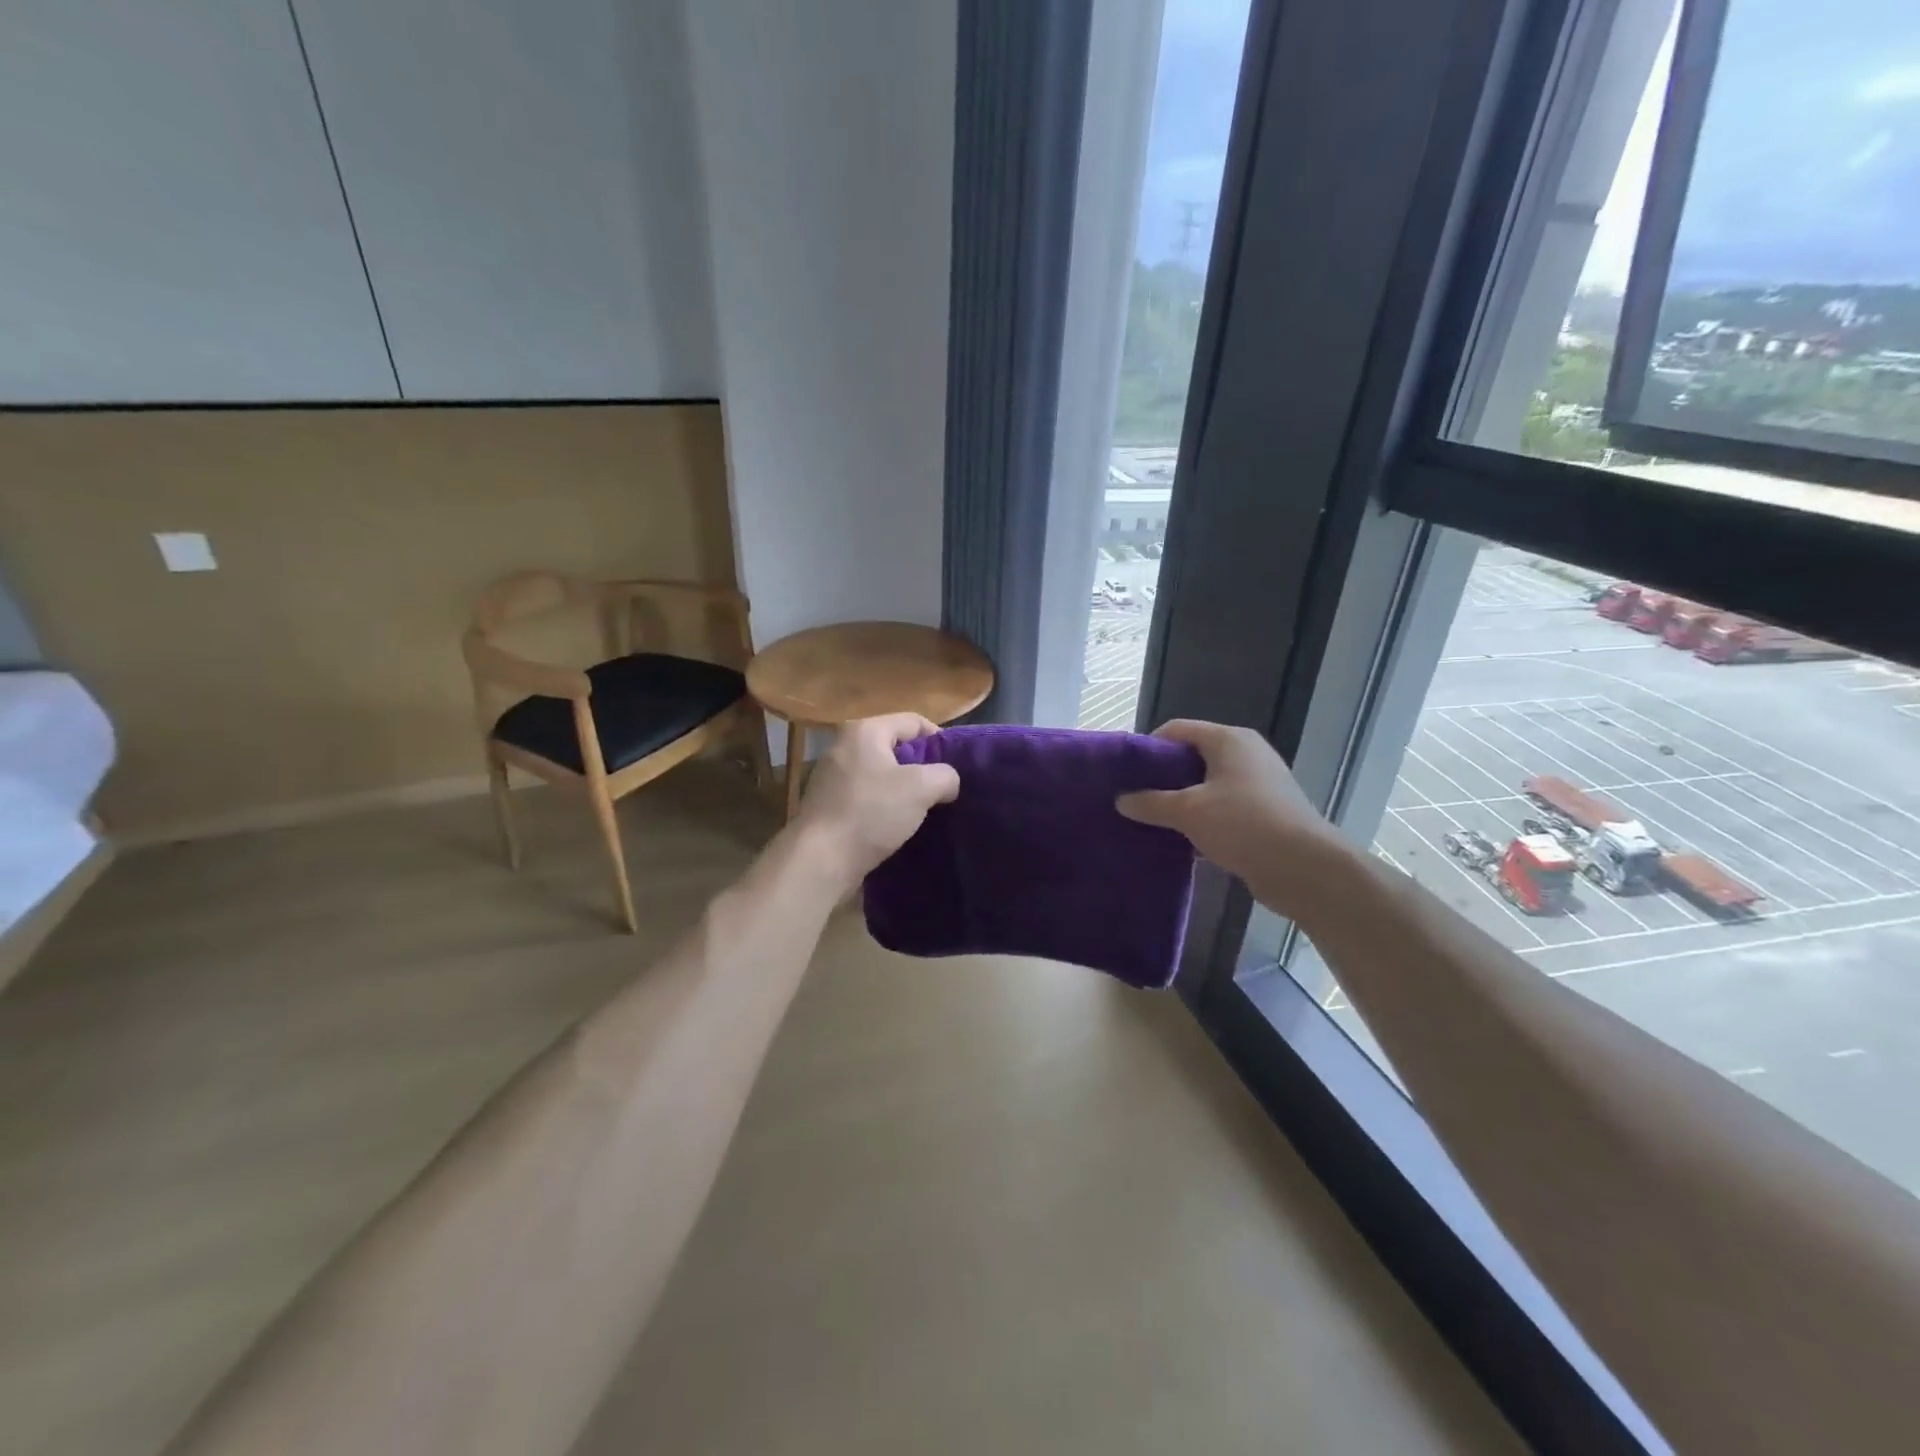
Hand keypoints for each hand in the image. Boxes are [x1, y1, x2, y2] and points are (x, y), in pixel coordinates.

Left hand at [791, 714, 959, 893]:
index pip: (914, 722)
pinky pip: (865, 796)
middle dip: (921, 767)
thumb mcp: (922, 788)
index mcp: (865, 730)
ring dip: (903, 790)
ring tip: (924, 810)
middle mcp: (843, 746)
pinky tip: (896, 825)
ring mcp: (831, 776)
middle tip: (943, 789)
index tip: (956, 766)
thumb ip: (945, 776)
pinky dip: (883, 806)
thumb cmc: (872, 812)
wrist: (821, 860)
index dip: (940, 740)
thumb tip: (948, 782)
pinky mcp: (827, 804)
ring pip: (880, 774)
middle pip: (895, 747)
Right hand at [1116, 720, 1345, 897]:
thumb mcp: (1188, 812)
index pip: (1177, 730)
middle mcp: (1245, 754)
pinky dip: (1201, 821)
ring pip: (1206, 786)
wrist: (1304, 868)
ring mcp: (1258, 785)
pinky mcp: (1264, 814)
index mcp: (1229, 740)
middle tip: (1135, 798)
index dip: (1148, 747)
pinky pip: (1222, 809)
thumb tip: (1121, 800)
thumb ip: (1151, 803)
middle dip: (1162, 778)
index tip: (1126, 774)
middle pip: (1191, 757)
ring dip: (1180, 803)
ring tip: (1151, 821)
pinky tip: (1180, 841)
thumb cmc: (1243, 824)